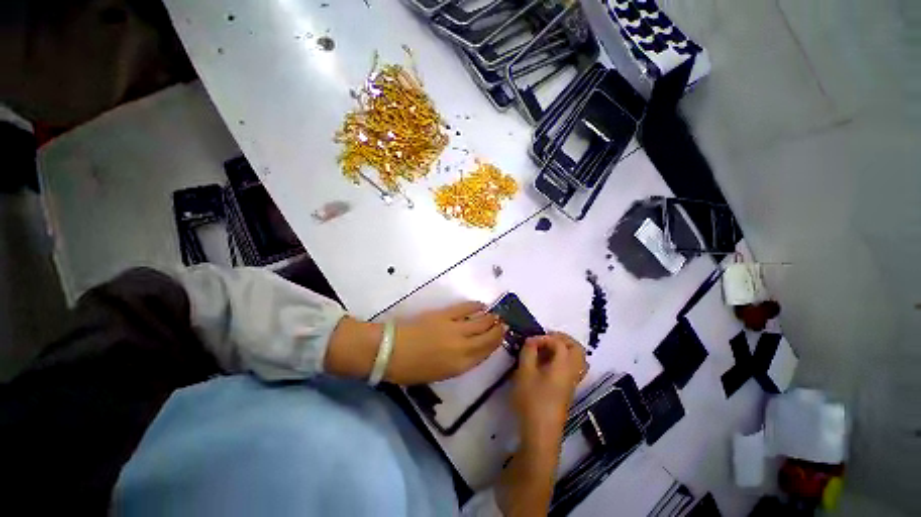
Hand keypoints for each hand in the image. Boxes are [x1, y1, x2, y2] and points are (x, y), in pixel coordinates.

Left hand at [387, 301, 505, 384]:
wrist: (391, 351)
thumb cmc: (412, 369)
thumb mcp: (439, 374)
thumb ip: (459, 363)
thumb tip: (471, 350)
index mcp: (460, 365)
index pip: (486, 352)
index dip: (497, 343)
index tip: (503, 336)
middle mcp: (462, 347)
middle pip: (487, 336)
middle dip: (498, 330)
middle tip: (504, 323)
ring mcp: (454, 328)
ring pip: (480, 321)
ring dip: (490, 317)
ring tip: (497, 314)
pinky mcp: (445, 315)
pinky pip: (465, 309)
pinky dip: (475, 306)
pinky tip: (481, 305)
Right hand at [512, 332, 586, 445]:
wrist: (541, 432)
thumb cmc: (532, 400)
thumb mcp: (525, 372)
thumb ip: (528, 352)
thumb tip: (531, 341)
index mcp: (563, 366)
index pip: (560, 343)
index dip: (544, 338)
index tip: (530, 342)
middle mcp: (573, 372)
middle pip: (577, 348)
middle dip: (562, 339)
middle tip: (545, 339)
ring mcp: (573, 382)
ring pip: (578, 359)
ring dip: (565, 348)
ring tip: (547, 349)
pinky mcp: (568, 389)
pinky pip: (573, 367)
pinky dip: (564, 359)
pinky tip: (547, 363)